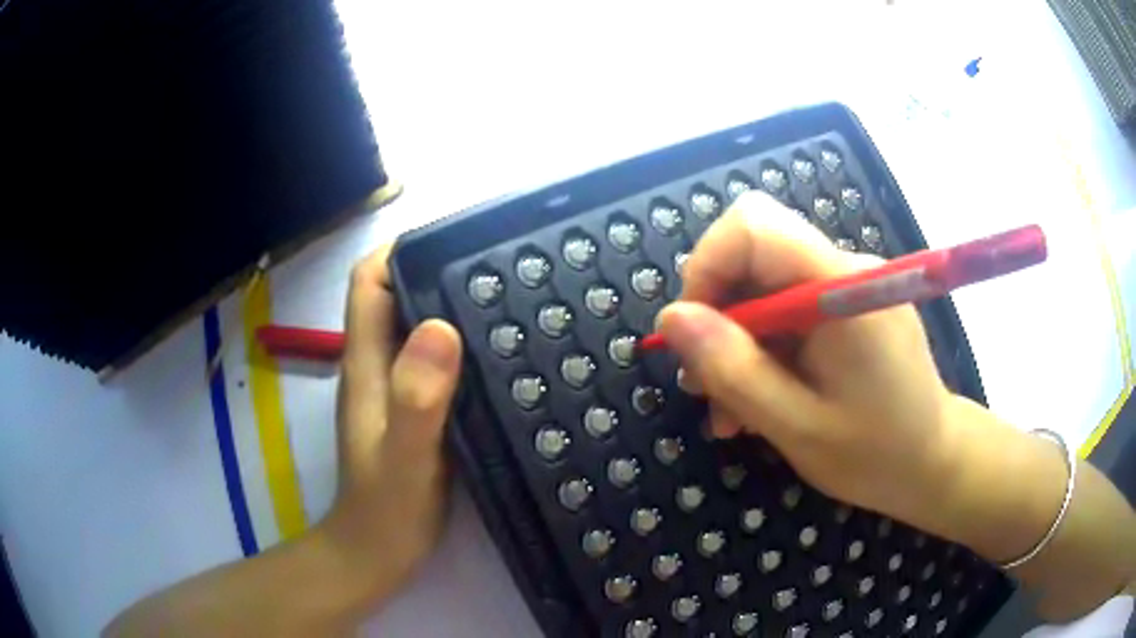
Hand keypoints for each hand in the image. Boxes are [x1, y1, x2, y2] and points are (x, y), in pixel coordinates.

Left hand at [319, 245, 462, 604]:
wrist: (377, 552)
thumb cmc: (388, 509)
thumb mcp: (405, 456)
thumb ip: (416, 399)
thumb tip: (439, 327)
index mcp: (366, 362)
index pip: (369, 281)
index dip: (400, 250)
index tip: (452, 239)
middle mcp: (377, 364)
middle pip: (397, 294)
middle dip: (437, 268)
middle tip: (495, 263)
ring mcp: (395, 387)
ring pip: (418, 326)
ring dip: (452, 305)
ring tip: (507, 296)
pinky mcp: (415, 408)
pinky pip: (435, 360)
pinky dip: (460, 345)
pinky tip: (498, 352)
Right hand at [657, 192, 962, 533]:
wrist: (934, 461)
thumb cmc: (876, 454)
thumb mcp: (797, 426)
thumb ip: (735, 370)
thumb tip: (671, 318)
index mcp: (841, 287)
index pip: (753, 226)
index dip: (707, 268)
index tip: (692, 336)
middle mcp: (845, 268)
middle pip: (753, 252)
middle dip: (717, 313)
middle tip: (706, 384)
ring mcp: (848, 284)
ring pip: (764, 284)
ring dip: (737, 342)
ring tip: (731, 412)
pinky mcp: (849, 305)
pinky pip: (788, 307)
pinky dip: (764, 348)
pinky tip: (762, 399)